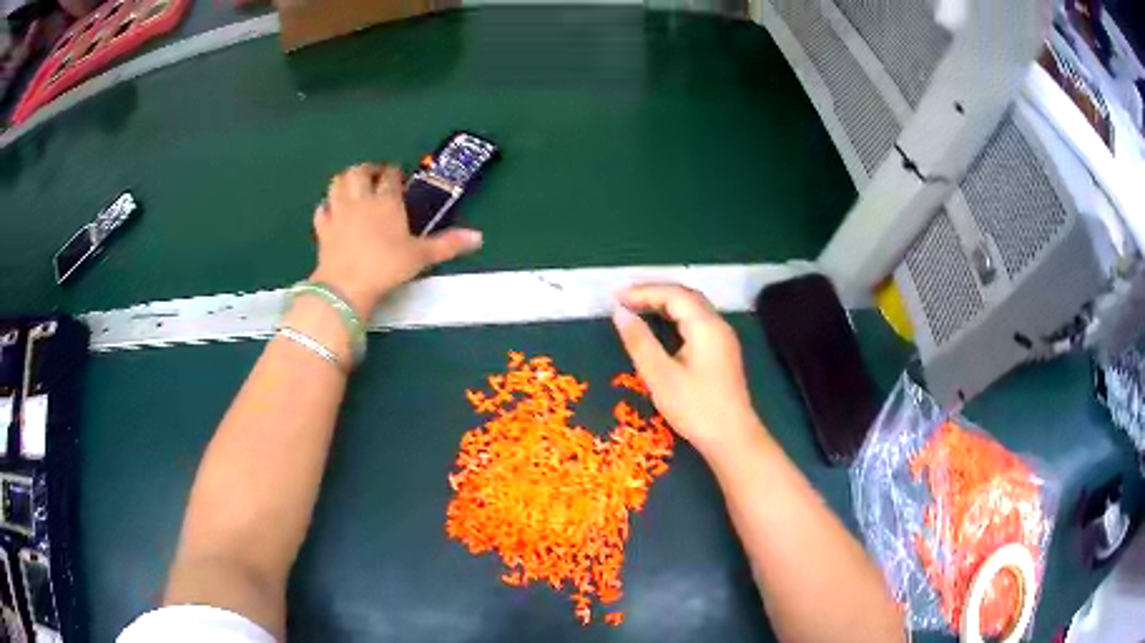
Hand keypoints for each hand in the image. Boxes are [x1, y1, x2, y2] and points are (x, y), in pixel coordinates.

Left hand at [310, 163, 482, 316]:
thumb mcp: (421, 256)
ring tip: (352, 184)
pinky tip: (330, 209)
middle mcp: (361, 199)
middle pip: (360, 172)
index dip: (394, 172)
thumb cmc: (386, 267)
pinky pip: (322, 209)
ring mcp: (339, 212)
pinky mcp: (323, 228)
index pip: (390, 176)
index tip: (397, 175)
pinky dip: (326, 205)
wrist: (346, 286)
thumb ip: (448, 244)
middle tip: (374, 175)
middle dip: (367, 169)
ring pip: (337, 183)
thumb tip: (479, 237)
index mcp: (387, 201)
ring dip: (345, 179)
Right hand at [612, 284, 764, 459]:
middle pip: (686, 295)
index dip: (643, 291)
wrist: (733, 438)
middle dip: (654, 292)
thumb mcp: (660, 376)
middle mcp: (718, 325)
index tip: (615, 296)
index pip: (673, 294)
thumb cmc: (695, 408)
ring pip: (693, 308)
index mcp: (705, 325)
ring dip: (665, 303)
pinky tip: (662, 327)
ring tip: (637, 307)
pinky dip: (676, 316)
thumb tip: (620, 312)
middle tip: (624, 298)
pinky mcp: (723, 352)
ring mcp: (723, 338)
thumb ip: (640, 341)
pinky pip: (697, 321)